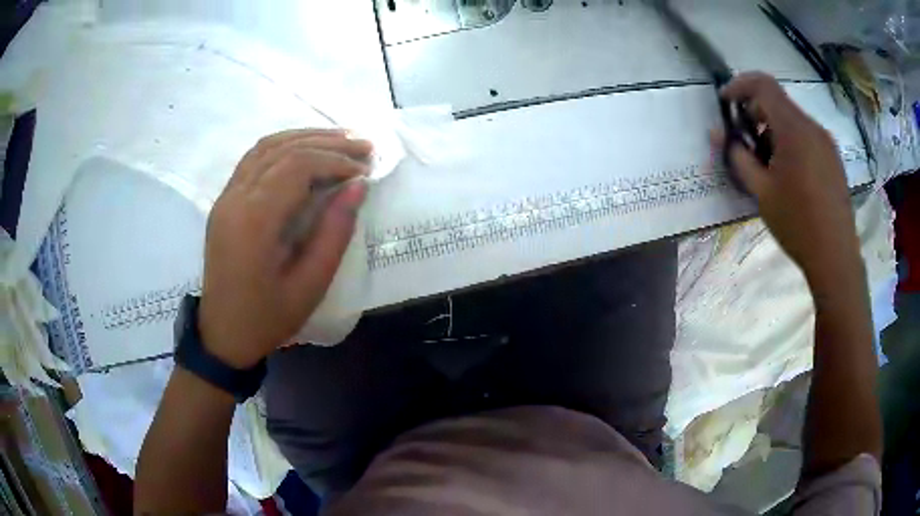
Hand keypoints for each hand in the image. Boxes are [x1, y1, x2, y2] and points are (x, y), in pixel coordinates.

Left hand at [198, 129, 371, 367]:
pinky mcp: (224, 201)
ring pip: (266, 147)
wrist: (223, 334)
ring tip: (341, 140)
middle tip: (364, 146)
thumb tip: (358, 186)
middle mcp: (235, 199)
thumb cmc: (268, 318)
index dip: (335, 161)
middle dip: (327, 143)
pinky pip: (254, 159)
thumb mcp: (311, 285)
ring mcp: (226, 197)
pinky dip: (284, 147)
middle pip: (283, 150)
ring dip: (305, 138)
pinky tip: (306, 150)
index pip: (297, 167)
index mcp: (254, 221)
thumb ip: (335, 232)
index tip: (365, 171)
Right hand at [714, 72, 861, 283]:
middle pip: (778, 102)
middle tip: (745, 141)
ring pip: (793, 120)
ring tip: (767, 163)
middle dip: (755, 113)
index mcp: (794, 129)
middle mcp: (812, 127)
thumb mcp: (761, 192)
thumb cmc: (797, 224)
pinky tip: (789, 173)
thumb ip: (738, 157)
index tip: (726, 103)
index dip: (740, 86)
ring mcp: (826, 143)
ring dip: (773, 130)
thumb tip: (718, 135)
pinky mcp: (833, 158)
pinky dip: (791, 142)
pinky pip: (807, 137)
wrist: (836, 257)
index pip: (763, 84)